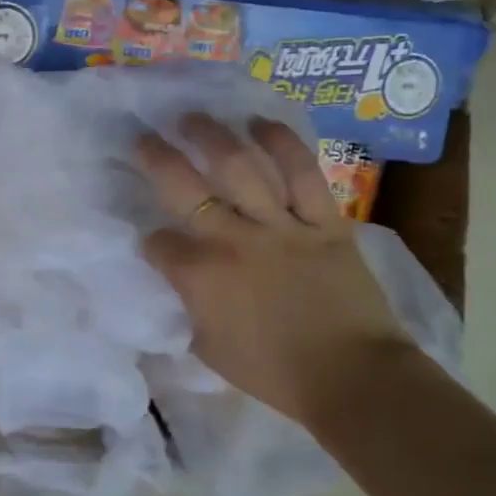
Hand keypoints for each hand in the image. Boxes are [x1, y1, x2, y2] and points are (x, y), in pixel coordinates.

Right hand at [135, 114, 415, 424]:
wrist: (352, 378)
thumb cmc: (274, 373)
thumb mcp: (208, 349)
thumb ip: (186, 310)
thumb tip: (175, 287)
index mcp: (200, 276)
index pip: (158, 244)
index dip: (151, 242)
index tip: (155, 244)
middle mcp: (232, 240)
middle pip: (183, 186)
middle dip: (156, 158)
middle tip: (142, 137)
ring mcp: (279, 226)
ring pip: (239, 168)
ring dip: (211, 137)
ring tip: (192, 118)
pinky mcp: (323, 222)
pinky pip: (302, 174)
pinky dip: (282, 144)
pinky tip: (260, 123)